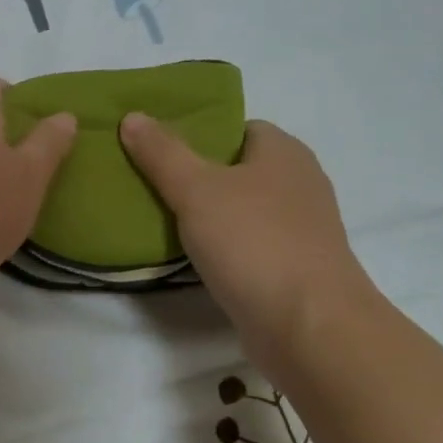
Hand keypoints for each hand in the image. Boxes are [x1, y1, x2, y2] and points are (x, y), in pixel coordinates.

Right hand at [119, 115, 376, 364]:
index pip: (237, 128)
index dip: (198, 133)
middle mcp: (299, 184)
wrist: (309, 327)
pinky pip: (247, 244)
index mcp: (284, 152)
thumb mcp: (195, 189)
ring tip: (158, 219)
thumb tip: (133, 116)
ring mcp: (300, 230)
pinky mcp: (294, 268)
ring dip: (206, 215)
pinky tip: (189, 256)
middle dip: (195, 175)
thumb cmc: (254, 243)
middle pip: (236, 169)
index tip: (157, 148)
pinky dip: (221, 247)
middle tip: (148, 182)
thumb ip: (162, 153)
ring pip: (241, 209)